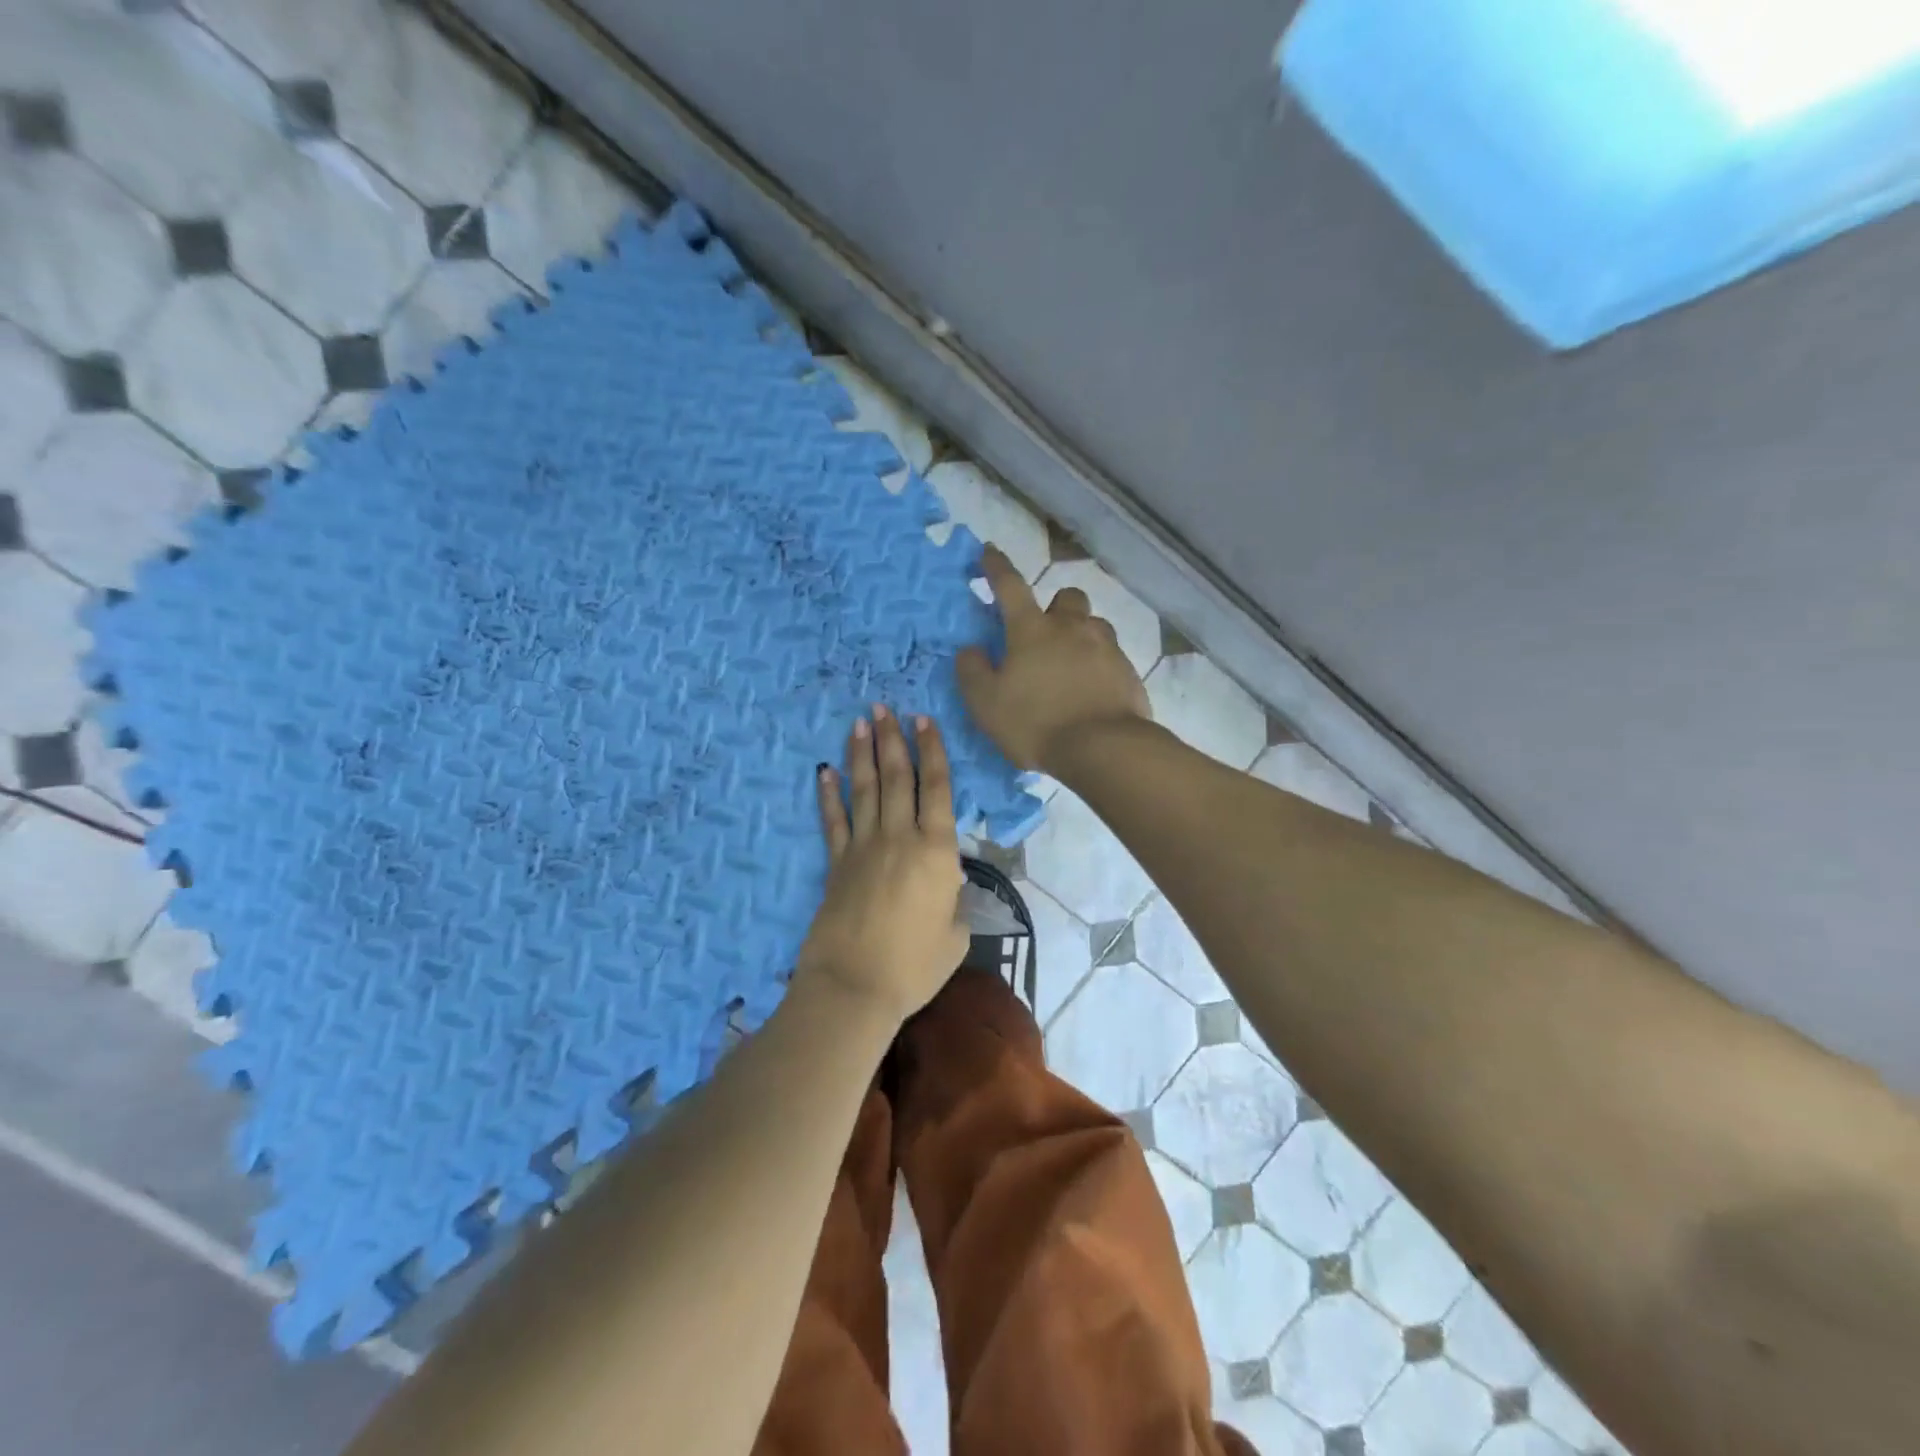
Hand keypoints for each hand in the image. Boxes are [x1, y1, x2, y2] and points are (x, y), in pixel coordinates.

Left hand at [794, 706, 969, 1028]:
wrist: (855, 986)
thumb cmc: (915, 965)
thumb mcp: (956, 935)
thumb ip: (955, 901)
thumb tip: (947, 884)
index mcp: (937, 850)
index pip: (937, 788)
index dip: (932, 751)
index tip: (923, 720)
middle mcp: (899, 837)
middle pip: (898, 778)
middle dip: (892, 739)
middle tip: (885, 707)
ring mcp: (863, 847)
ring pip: (866, 789)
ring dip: (863, 754)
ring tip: (861, 722)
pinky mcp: (835, 864)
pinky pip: (832, 820)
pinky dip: (828, 794)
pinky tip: (824, 771)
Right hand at [956, 545, 1150, 773]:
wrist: (1103, 748)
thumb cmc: (1036, 723)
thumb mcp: (987, 704)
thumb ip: (973, 672)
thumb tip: (970, 649)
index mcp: (1032, 630)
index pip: (1010, 586)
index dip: (997, 567)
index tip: (989, 551)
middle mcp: (1072, 628)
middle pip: (1068, 597)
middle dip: (1056, 606)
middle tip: (1045, 633)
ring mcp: (1106, 647)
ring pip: (1094, 624)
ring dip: (1081, 634)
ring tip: (1071, 664)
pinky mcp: (1129, 672)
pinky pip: (1112, 657)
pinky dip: (1100, 666)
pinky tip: (1093, 691)